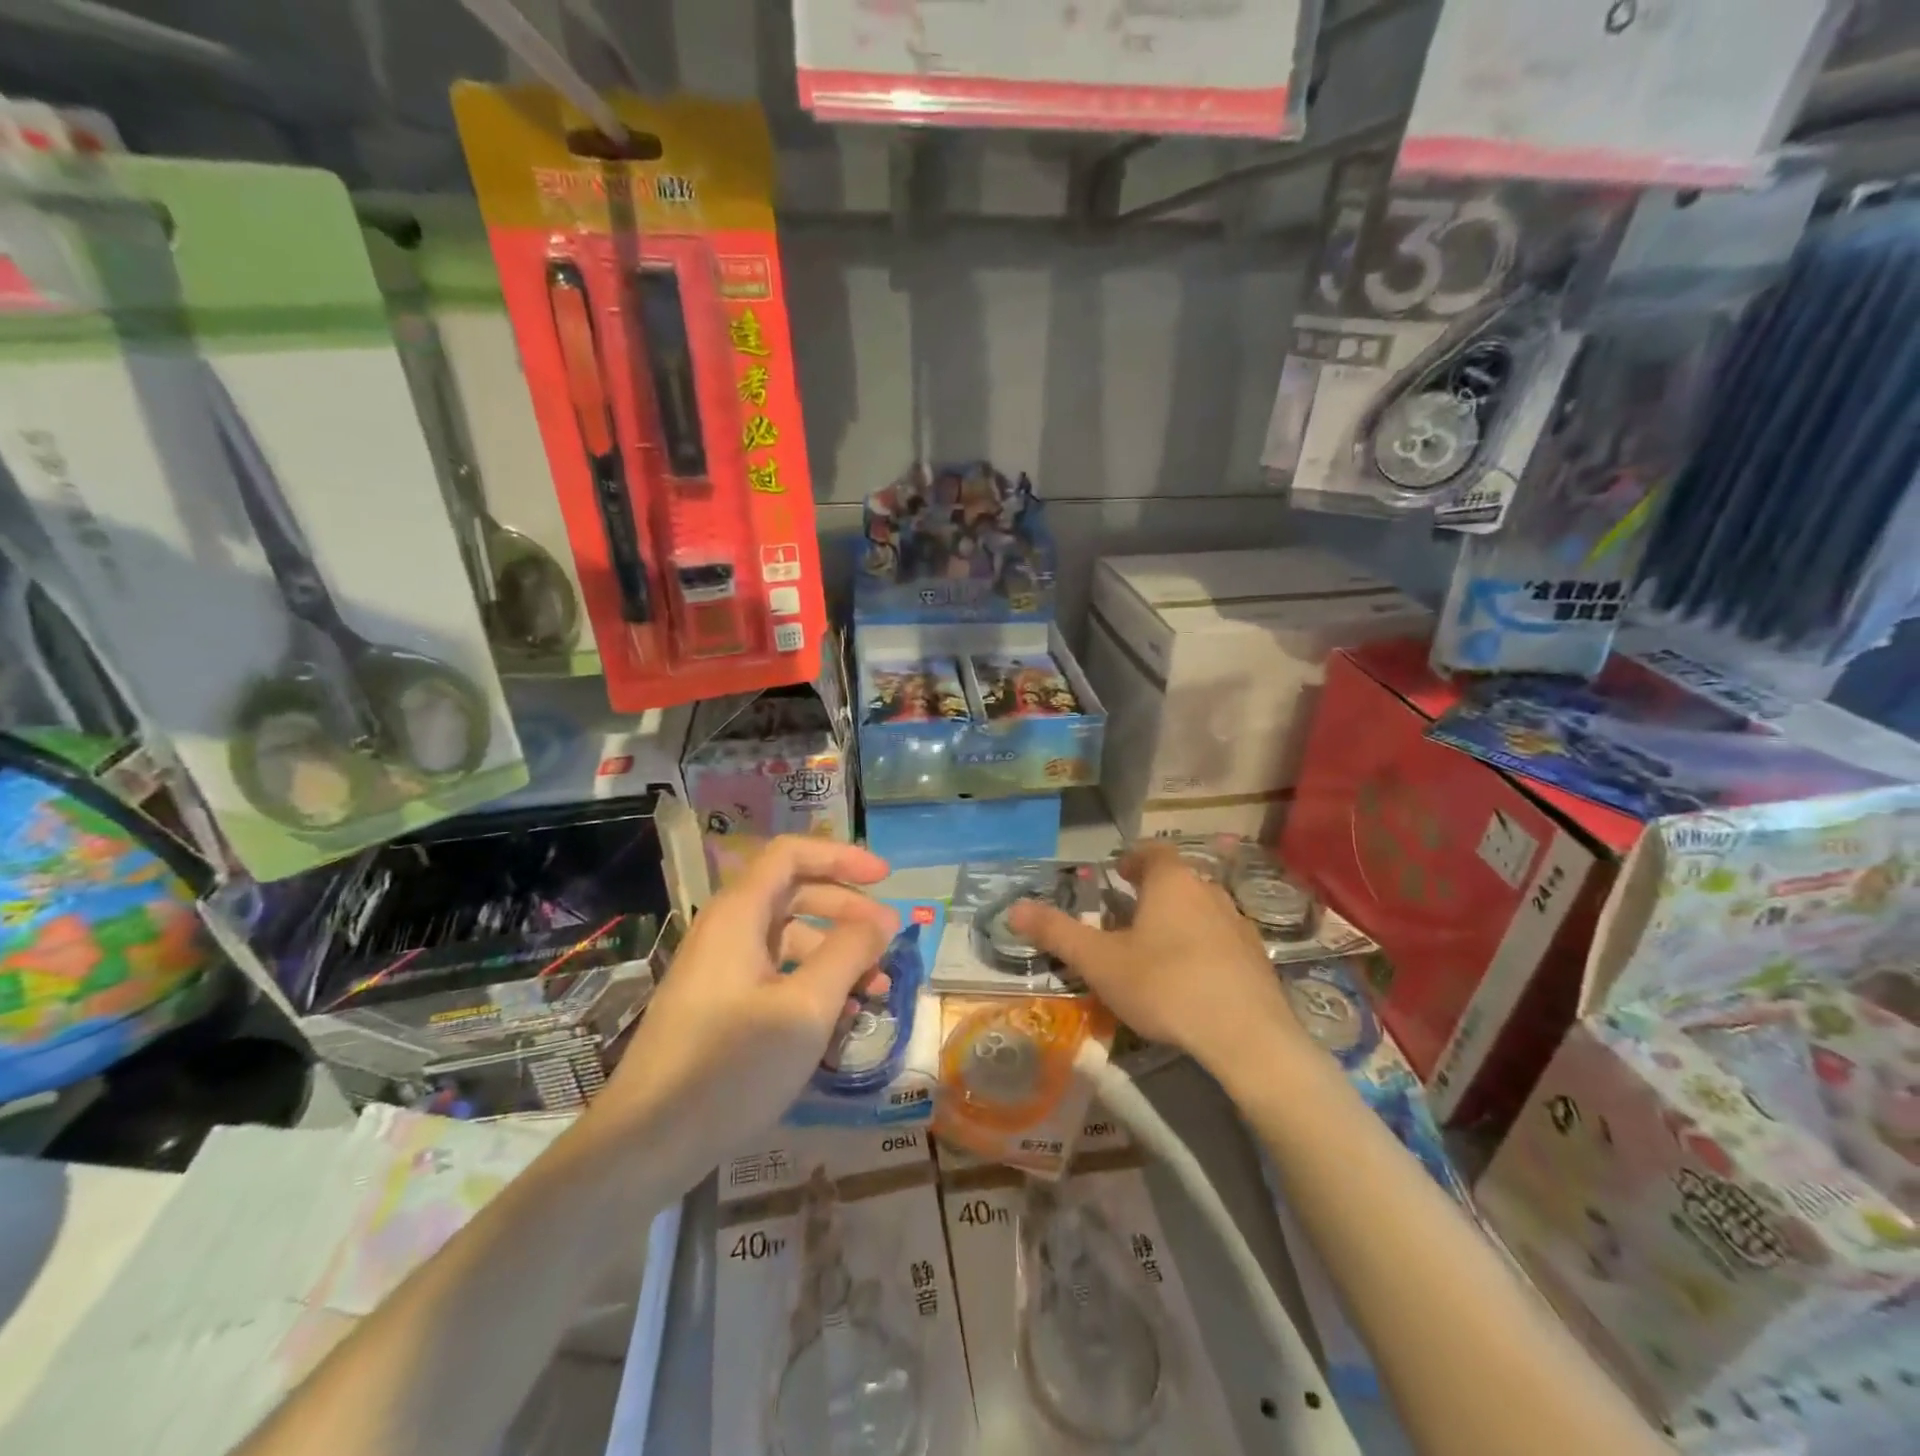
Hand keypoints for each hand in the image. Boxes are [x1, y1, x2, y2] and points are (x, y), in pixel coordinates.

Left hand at [589, 836, 899, 1173]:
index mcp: (739, 914)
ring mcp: (719, 968)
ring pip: (788, 938)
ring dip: (835, 953)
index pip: (792, 854)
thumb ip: (849, 953)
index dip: (842, 858)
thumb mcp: (806, 1008)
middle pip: (795, 893)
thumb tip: (882, 919)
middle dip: (847, 911)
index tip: (886, 879)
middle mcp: (726, 930)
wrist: (645, 1143)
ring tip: (875, 989)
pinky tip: (839, 1018)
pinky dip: (811, 982)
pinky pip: (774, 973)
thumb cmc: (731, 1067)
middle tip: (888, 940)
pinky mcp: (718, 1004)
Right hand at [1007, 842, 1313, 1083]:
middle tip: (1127, 917)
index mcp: (1171, 882)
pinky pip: (1222, 941)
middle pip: (1177, 880)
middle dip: (1152, 892)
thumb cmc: (1164, 986)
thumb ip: (1057, 932)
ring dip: (1179, 920)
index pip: (1152, 851)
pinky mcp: (1257, 959)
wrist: (1247, 1038)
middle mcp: (1209, 892)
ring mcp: (1239, 925)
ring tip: (1155, 950)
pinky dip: (1203, 948)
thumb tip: (1013, 908)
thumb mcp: (1100, 962)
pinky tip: (1191, 980)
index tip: (1116, 875)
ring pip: (1201, 910)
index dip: (1132, 859)